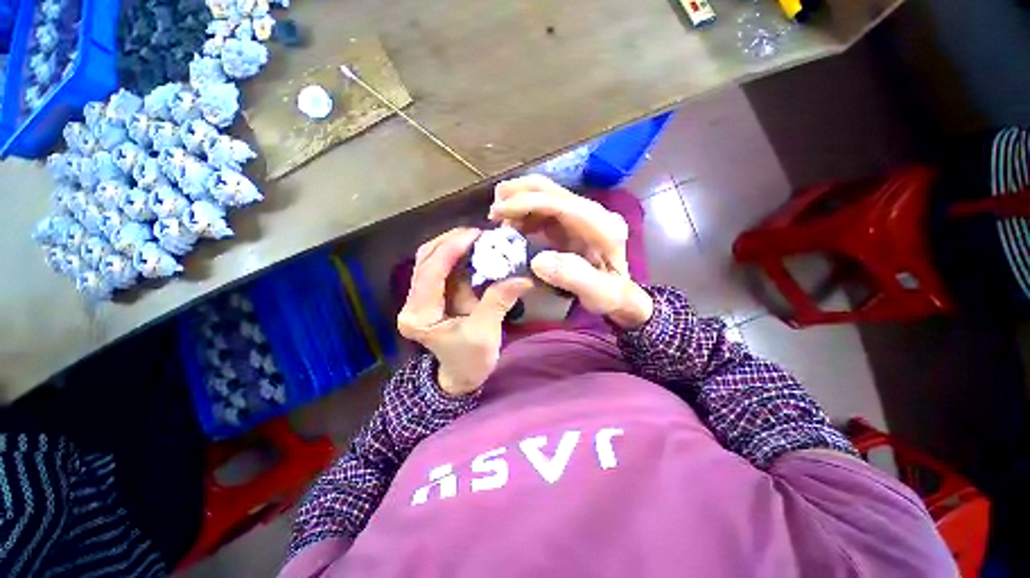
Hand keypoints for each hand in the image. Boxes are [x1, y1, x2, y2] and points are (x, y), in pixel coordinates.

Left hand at [397, 228, 531, 395]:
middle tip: (479, 234)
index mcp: (419, 316)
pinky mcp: (433, 295)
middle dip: (451, 242)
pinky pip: (442, 268)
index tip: (475, 235)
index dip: (450, 249)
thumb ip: (498, 302)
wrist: (460, 377)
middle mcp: (412, 303)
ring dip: (453, 246)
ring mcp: (421, 298)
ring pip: (431, 260)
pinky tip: (474, 251)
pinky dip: (457, 256)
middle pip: (425, 260)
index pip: (429, 273)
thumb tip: (523, 278)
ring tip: (478, 238)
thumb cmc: (470, 362)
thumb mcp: (485, 334)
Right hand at [488, 175, 652, 327]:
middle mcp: (593, 213)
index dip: (527, 203)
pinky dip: (525, 214)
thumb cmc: (611, 296)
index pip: (561, 204)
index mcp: (603, 227)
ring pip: (546, 196)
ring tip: (499, 221)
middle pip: (553, 190)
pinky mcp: (572, 222)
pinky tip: (514, 227)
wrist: (620, 294)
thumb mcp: (598, 294)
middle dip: (519, 194)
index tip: (497, 212)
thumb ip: (574, 277)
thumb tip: (538, 261)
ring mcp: (582, 215)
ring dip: (519, 202)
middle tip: (493, 211)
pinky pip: (544, 210)